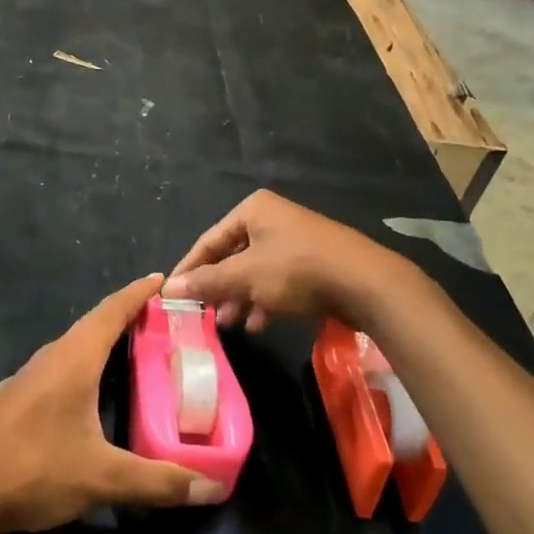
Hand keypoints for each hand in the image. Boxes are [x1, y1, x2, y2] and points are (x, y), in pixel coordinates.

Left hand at [0, 275, 221, 533]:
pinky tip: (93, 395)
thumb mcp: (102, 478)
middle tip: (164, 323)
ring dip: (104, 345)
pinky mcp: (17, 401)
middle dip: (128, 319)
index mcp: (73, 358)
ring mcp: (29, 378)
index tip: (163, 279)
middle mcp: (50, 358)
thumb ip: (157, 482)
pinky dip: (85, 369)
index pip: (111, 311)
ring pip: (74, 349)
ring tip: (136, 355)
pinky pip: (60, 370)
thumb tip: (209, 488)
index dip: (138, 293)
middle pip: (94, 326)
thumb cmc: (33, 469)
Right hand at [164, 190, 392, 330]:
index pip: (209, 240)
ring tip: (229, 323)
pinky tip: (258, 323)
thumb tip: (166, 288)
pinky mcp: (312, 263)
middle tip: (203, 313)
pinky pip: (277, 280)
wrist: (366, 283)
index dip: (189, 269)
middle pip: (232, 255)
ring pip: (255, 270)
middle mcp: (272, 219)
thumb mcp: (246, 276)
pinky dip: (264, 299)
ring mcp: (295, 240)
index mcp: (253, 210)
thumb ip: (207, 282)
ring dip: (240, 297)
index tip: (172, 294)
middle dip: (218, 287)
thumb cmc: (297, 270)